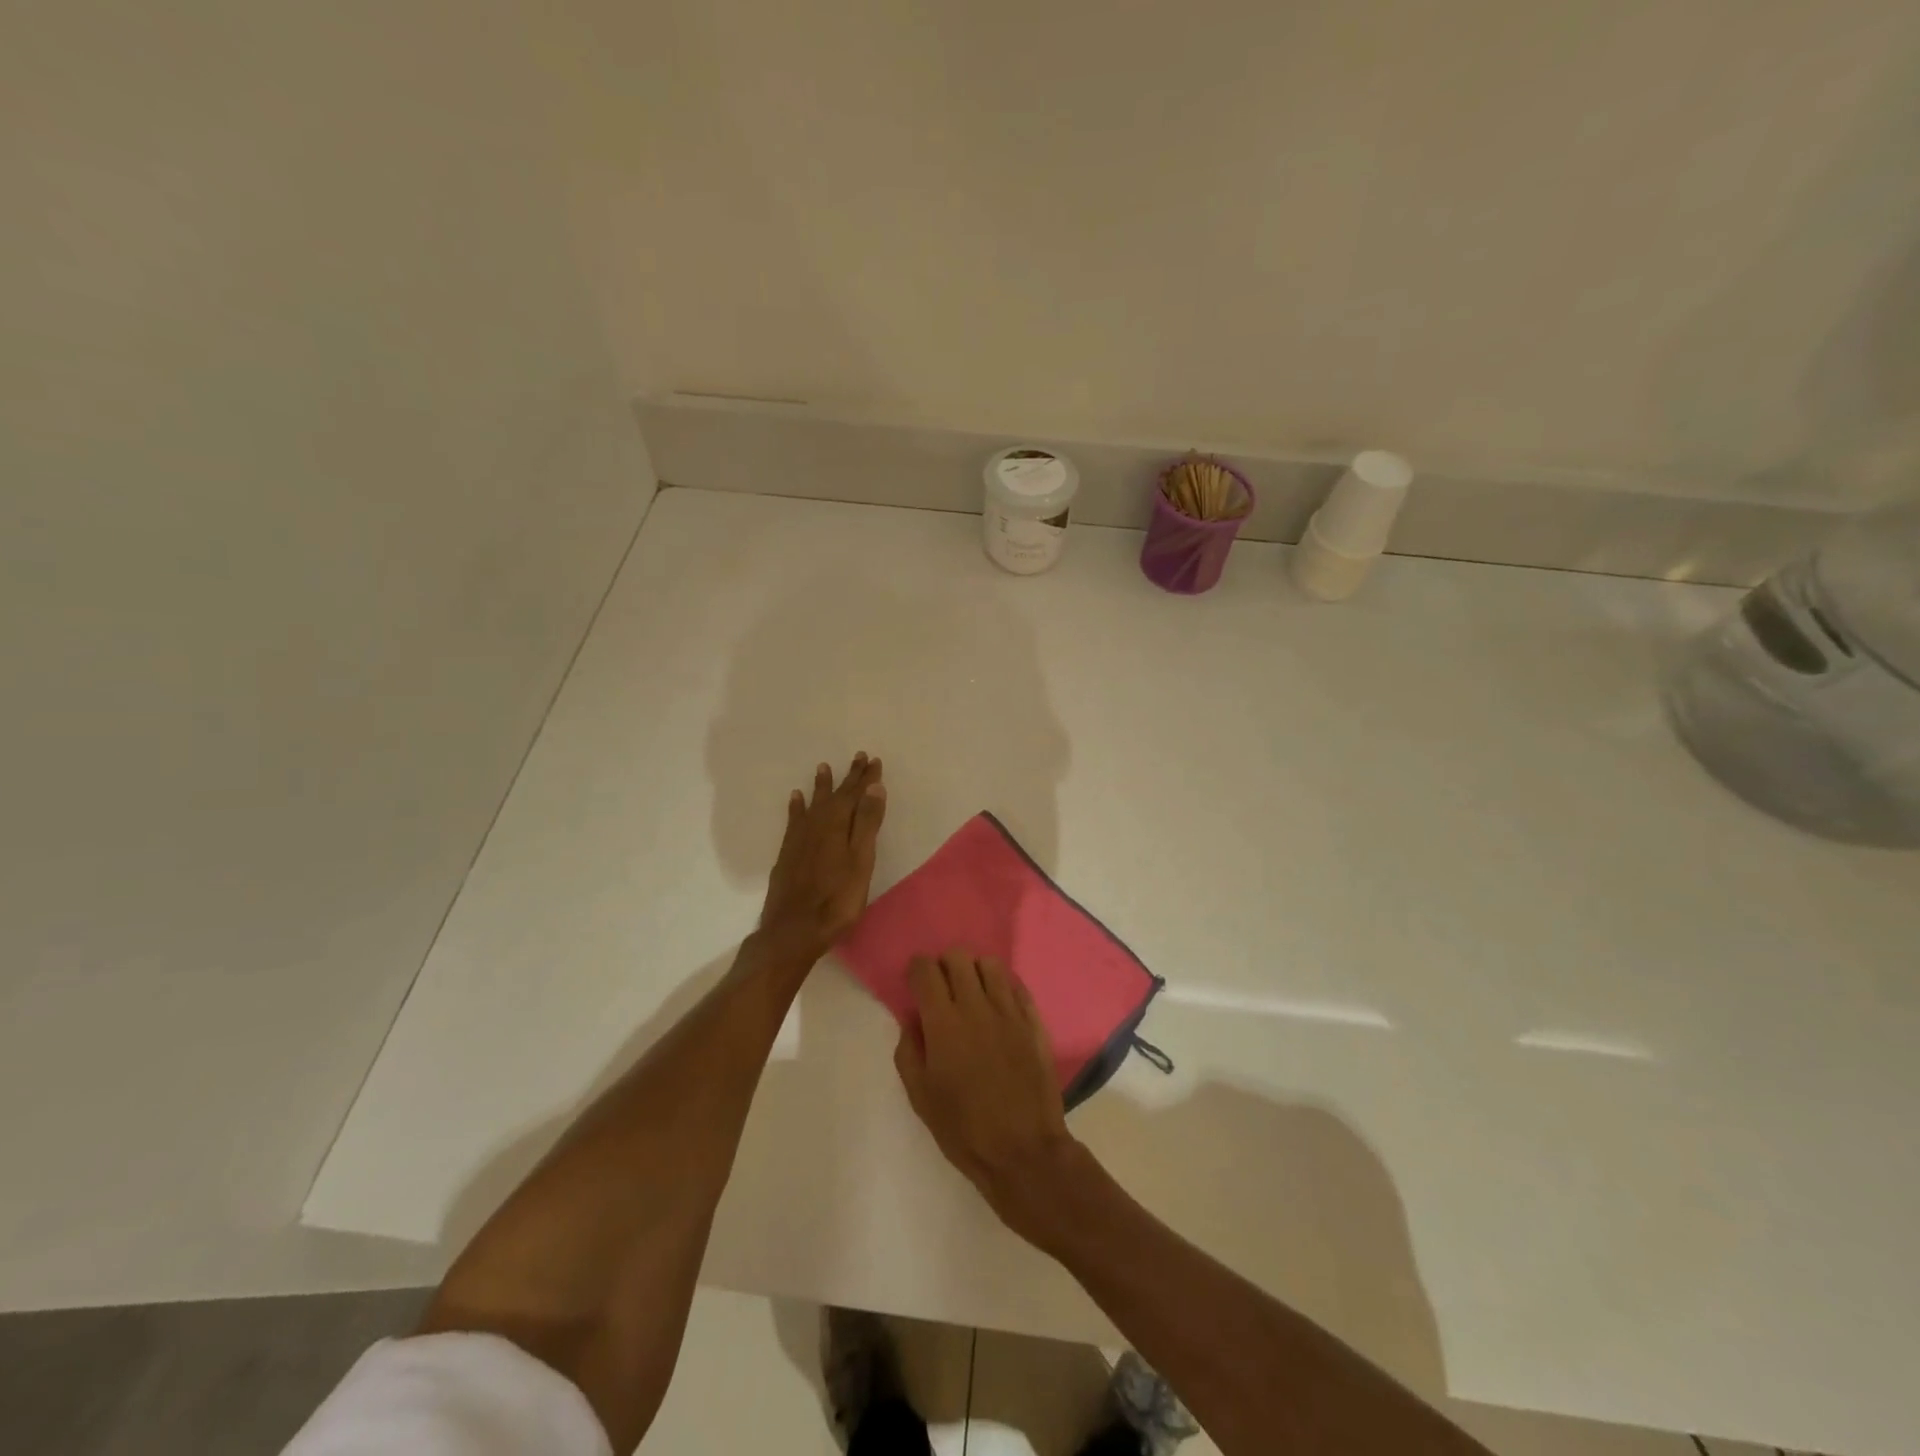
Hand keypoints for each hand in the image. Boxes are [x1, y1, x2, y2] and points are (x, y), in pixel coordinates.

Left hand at [758, 753, 886, 960]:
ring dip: (821, 786)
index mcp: (838, 825)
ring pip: (813, 804)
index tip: (873, 760)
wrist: (793, 930)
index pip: (855, 794)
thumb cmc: (836, 900)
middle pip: (835, 796)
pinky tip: (796, 799)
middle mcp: (816, 825)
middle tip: (857, 757)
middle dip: (848, 777)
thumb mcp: (861, 862)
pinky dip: (797, 806)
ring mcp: (799, 839)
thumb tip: (874, 787)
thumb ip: (867, 824)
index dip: (865, 778)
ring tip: (823, 768)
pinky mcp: (787, 852)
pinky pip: (794, 819)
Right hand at [894, 951, 1081, 1242]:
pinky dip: (1003, 987)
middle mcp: (976, 1006)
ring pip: (990, 964)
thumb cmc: (964, 1129)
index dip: (916, 969)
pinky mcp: (1034, 1021)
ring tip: (972, 994)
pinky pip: (1016, 985)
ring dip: (975, 972)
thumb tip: (912, 1020)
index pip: (926, 970)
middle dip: (944, 966)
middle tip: (942, 989)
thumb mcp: (920, 1096)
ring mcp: (1009, 1011)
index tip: (915, 982)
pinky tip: (998, 1006)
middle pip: (958, 957)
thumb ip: (909, 1050)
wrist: (1023, 1151)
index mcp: (943, 1023)